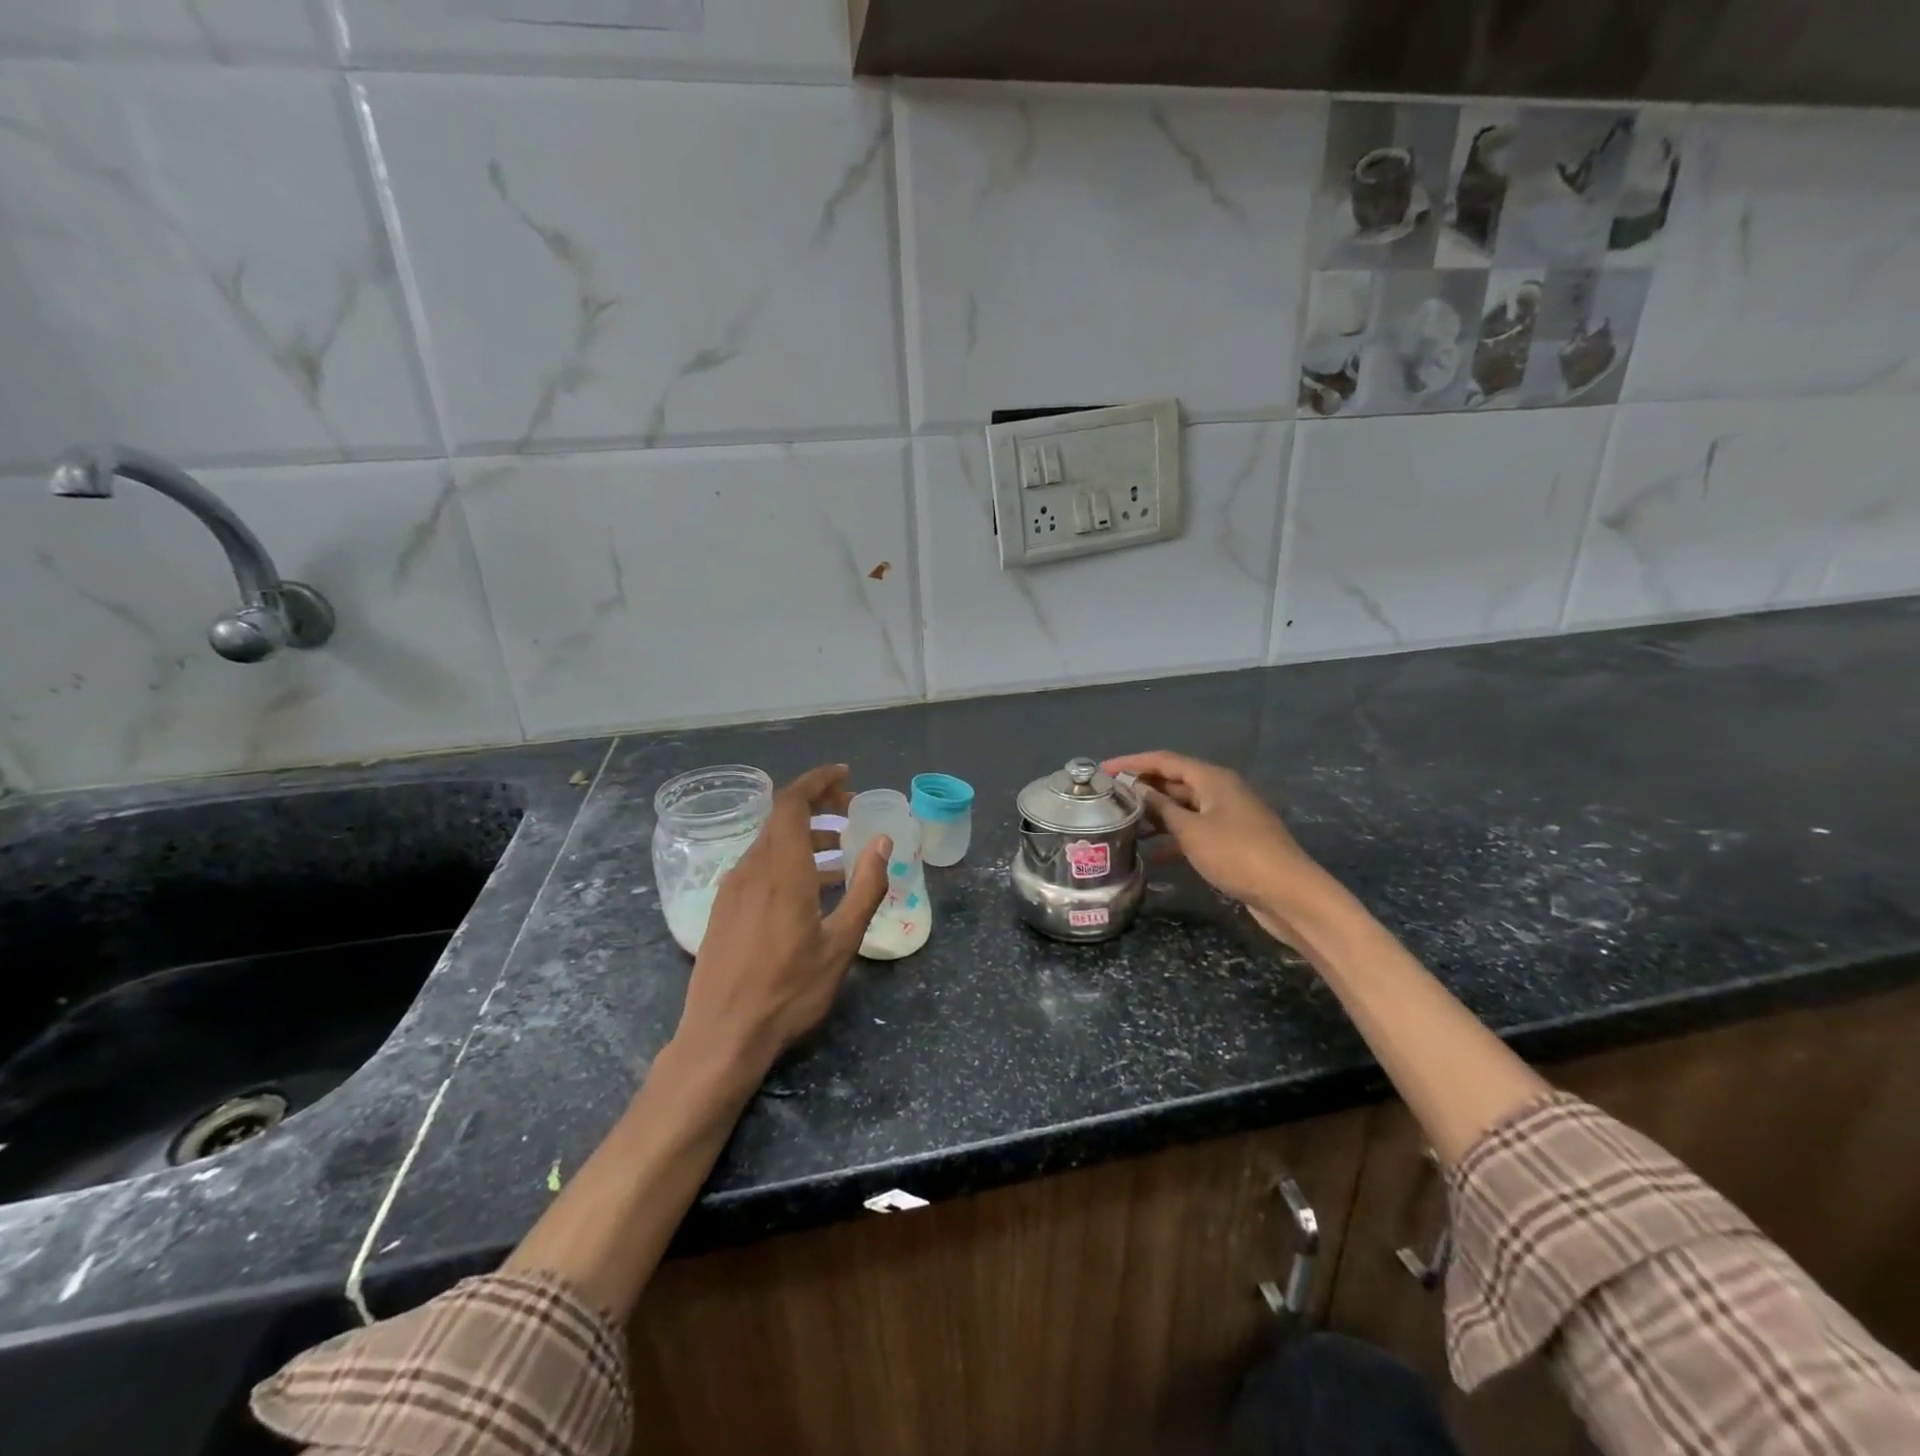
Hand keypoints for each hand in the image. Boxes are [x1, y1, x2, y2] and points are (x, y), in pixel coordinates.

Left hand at [674, 764, 889, 1077]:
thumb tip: (882, 842)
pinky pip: (758, 866)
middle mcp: (751, 870)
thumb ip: (865, 888)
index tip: (845, 776)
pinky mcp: (723, 909)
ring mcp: (732, 889)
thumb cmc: (788, 992)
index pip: (791, 803)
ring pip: (770, 843)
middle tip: (851, 814)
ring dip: (805, 837)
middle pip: (781, 818)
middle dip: (817, 806)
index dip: (817, 781)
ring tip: (839, 856)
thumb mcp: (841, 943)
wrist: (721, 1038)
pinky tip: (809, 889)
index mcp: (781, 871)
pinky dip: (788, 860)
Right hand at [1103, 750, 1334, 944]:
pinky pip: (1194, 830)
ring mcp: (1227, 816)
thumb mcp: (1191, 830)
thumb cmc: (1236, 854)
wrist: (1288, 893)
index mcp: (1212, 779)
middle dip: (1143, 788)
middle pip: (1174, 781)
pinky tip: (1151, 854)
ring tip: (1123, 825)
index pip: (1164, 760)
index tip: (1103, 771)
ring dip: (1155, 815)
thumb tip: (1137, 790)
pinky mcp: (1231, 841)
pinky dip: (1173, 838)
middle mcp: (1220, 791)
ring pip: (1183, 807)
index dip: (1132, 763)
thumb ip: (1161, 808)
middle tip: (1108, 798)